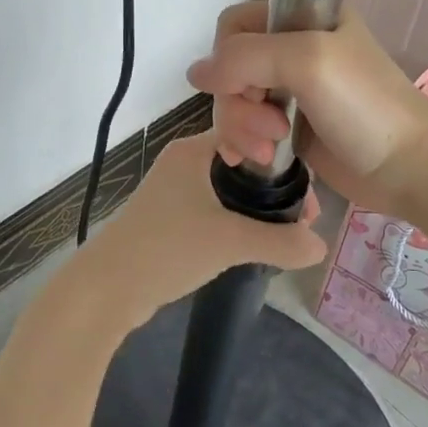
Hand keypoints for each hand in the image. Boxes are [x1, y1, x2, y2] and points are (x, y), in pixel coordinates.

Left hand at [75, 130, 326, 327]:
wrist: (106, 289)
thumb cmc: (166, 249)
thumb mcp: (230, 242)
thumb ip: (280, 242)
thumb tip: (320, 246)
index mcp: (193, 150)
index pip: (250, 137)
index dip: (284, 162)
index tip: (308, 197)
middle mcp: (182, 164)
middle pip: (242, 165)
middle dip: (275, 190)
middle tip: (304, 221)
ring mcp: (173, 192)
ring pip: (228, 191)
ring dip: (257, 209)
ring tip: (288, 235)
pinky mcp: (168, 220)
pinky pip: (214, 211)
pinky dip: (236, 223)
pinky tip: (256, 245)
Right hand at [185, 3, 427, 216]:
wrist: (410, 167)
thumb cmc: (365, 106)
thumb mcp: (307, 62)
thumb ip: (245, 57)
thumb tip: (194, 74)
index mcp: (303, 17)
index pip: (235, 24)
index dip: (229, 56)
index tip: (247, 86)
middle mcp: (292, 49)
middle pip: (229, 68)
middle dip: (238, 102)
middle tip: (270, 128)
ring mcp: (290, 91)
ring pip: (234, 101)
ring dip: (241, 127)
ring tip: (268, 149)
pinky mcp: (289, 128)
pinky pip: (245, 128)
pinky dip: (241, 142)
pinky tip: (250, 159)